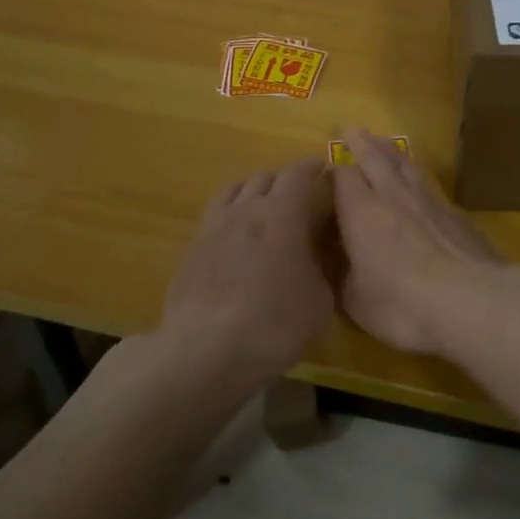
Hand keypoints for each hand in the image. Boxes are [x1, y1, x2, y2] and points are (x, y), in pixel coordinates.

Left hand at [158, 157, 335, 382]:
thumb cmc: (274, 324)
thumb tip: (319, 256)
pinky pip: (215, 214)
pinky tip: (236, 233)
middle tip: (302, 193)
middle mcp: (246, 209)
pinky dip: (231, 212)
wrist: (206, 351)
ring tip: (265, 204)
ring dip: (255, 190)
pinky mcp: (192, 247)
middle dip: (287, 179)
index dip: (314, 167)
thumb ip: (322, 268)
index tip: (327, 170)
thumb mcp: (320, 301)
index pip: (299, 173)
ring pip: (235, 189)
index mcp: (282, 214)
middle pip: (266, 176)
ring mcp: (214, 226)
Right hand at [330, 128, 508, 356]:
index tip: (325, 168)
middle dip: (360, 142)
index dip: (332, 170)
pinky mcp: (456, 214)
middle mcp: (393, 196)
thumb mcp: (355, 301)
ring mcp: (429, 201)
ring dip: (391, 151)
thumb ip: (342, 277)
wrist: (469, 300)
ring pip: (406, 165)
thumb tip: (335, 263)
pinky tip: (421, 186)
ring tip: (383, 143)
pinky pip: (430, 186)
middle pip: (374, 157)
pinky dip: (419, 178)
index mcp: (360, 211)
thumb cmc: (401, 303)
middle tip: (350, 128)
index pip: (341, 177)